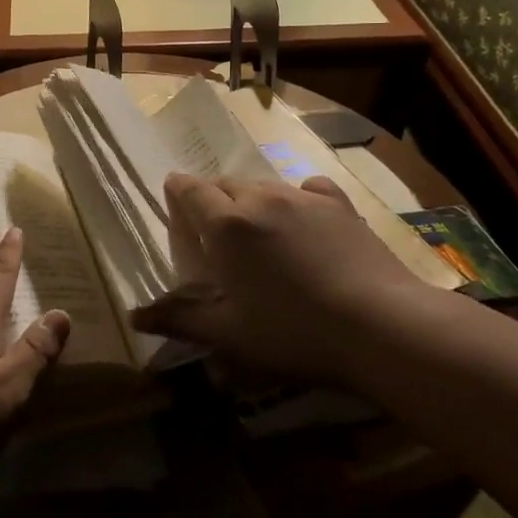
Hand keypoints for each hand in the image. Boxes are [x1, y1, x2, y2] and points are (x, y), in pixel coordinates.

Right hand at [135, 173, 431, 383]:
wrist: (383, 326)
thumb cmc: (294, 332)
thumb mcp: (229, 335)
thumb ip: (179, 320)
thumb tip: (134, 318)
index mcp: (225, 225)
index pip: (190, 190)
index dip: (178, 189)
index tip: (173, 193)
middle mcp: (259, 199)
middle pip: (225, 183)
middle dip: (213, 197)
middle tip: (215, 228)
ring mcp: (303, 198)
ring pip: (263, 185)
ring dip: (251, 199)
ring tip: (258, 229)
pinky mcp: (340, 206)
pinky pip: (306, 188)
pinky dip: (296, 198)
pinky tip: (304, 220)